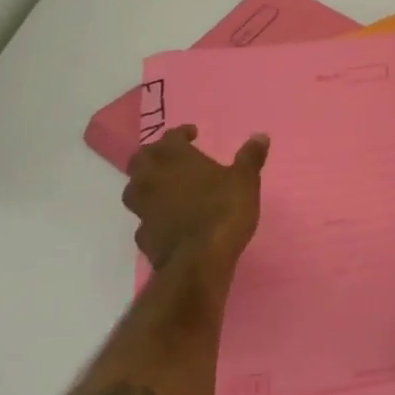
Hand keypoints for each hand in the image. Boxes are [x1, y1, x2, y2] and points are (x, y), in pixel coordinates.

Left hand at [122, 125, 268, 273]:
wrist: (199, 260)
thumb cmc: (223, 210)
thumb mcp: (245, 180)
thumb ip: (250, 157)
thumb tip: (260, 135)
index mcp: (174, 157)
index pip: (170, 136)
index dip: (181, 133)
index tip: (193, 134)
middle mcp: (152, 178)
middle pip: (141, 158)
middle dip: (154, 154)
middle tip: (171, 158)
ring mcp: (143, 208)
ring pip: (133, 188)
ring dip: (145, 184)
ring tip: (163, 187)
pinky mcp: (143, 235)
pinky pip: (142, 219)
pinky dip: (151, 215)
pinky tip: (165, 220)